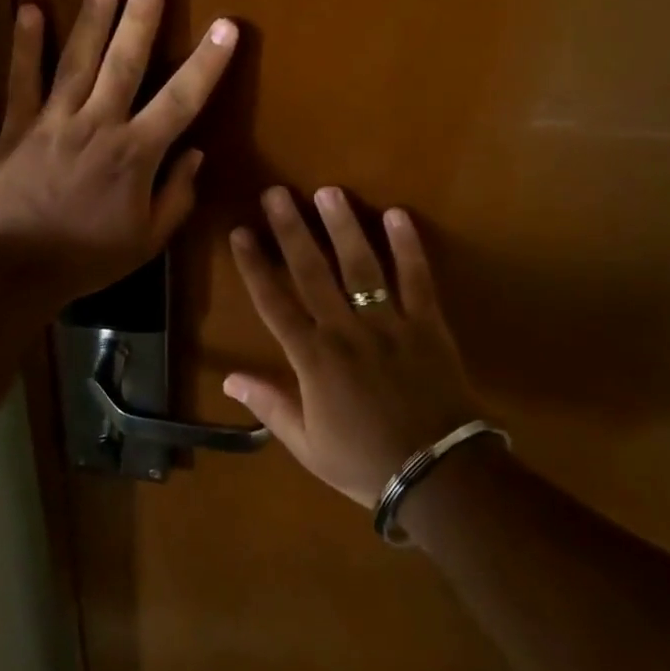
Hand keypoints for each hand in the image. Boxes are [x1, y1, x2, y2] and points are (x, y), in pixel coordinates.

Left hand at [0, 0, 238, 303]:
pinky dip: (25, 45)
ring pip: (77, 60)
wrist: (14, 268)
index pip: (181, 100)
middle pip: (125, 63)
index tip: (226, 26)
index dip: (206, 63)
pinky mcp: (19, 124)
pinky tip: (28, 8)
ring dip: (93, 18)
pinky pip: (23, 79)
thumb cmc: (87, 257)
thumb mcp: (146, 240)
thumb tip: (196, 153)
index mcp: (135, 154)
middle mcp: (99, 125)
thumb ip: (176, 196)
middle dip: (142, 17)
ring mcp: (55, 120)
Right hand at [225, 187, 483, 507]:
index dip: (254, 265)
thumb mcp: (308, 446)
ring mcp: (388, 325)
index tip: (240, 231)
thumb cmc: (366, 463)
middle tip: (277, 192)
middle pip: (312, 272)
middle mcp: (345, 331)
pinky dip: (408, 248)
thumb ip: (270, 406)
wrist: (440, 479)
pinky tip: (397, 214)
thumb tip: (229, 378)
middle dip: (291, 230)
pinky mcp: (427, 325)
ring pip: (360, 267)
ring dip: (343, 227)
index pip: (274, 302)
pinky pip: (417, 280)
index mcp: (313, 360)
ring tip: (329, 191)